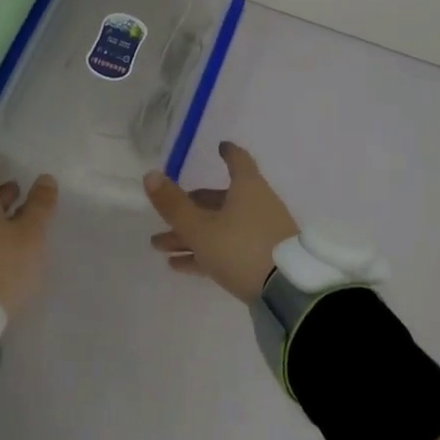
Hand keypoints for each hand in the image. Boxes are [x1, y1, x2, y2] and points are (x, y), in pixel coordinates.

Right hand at [145, 141, 298, 302]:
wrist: (288, 293)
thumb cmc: (242, 248)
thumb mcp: (201, 228)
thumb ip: (174, 205)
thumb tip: (150, 174)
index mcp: (247, 188)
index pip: (238, 161)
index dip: (227, 153)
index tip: (220, 146)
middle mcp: (257, 205)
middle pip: (219, 200)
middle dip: (190, 208)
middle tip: (165, 217)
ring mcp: (262, 233)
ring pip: (220, 228)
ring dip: (191, 235)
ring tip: (160, 247)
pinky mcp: (263, 261)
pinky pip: (228, 250)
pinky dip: (205, 253)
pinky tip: (179, 266)